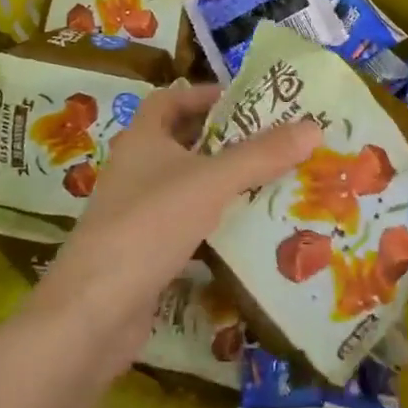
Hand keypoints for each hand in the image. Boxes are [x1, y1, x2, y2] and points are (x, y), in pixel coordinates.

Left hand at [24, 84, 319, 376]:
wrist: (93, 313)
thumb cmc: (149, 225)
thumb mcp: (211, 182)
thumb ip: (261, 155)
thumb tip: (313, 126)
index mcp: (142, 139)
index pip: (171, 99)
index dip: (205, 94)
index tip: (247, 100)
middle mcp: (136, 170)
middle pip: (182, 142)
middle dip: (225, 140)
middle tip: (273, 141)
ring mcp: (137, 214)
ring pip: (187, 187)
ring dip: (223, 183)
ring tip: (272, 182)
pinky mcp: (144, 253)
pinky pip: (186, 226)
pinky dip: (215, 223)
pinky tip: (248, 232)